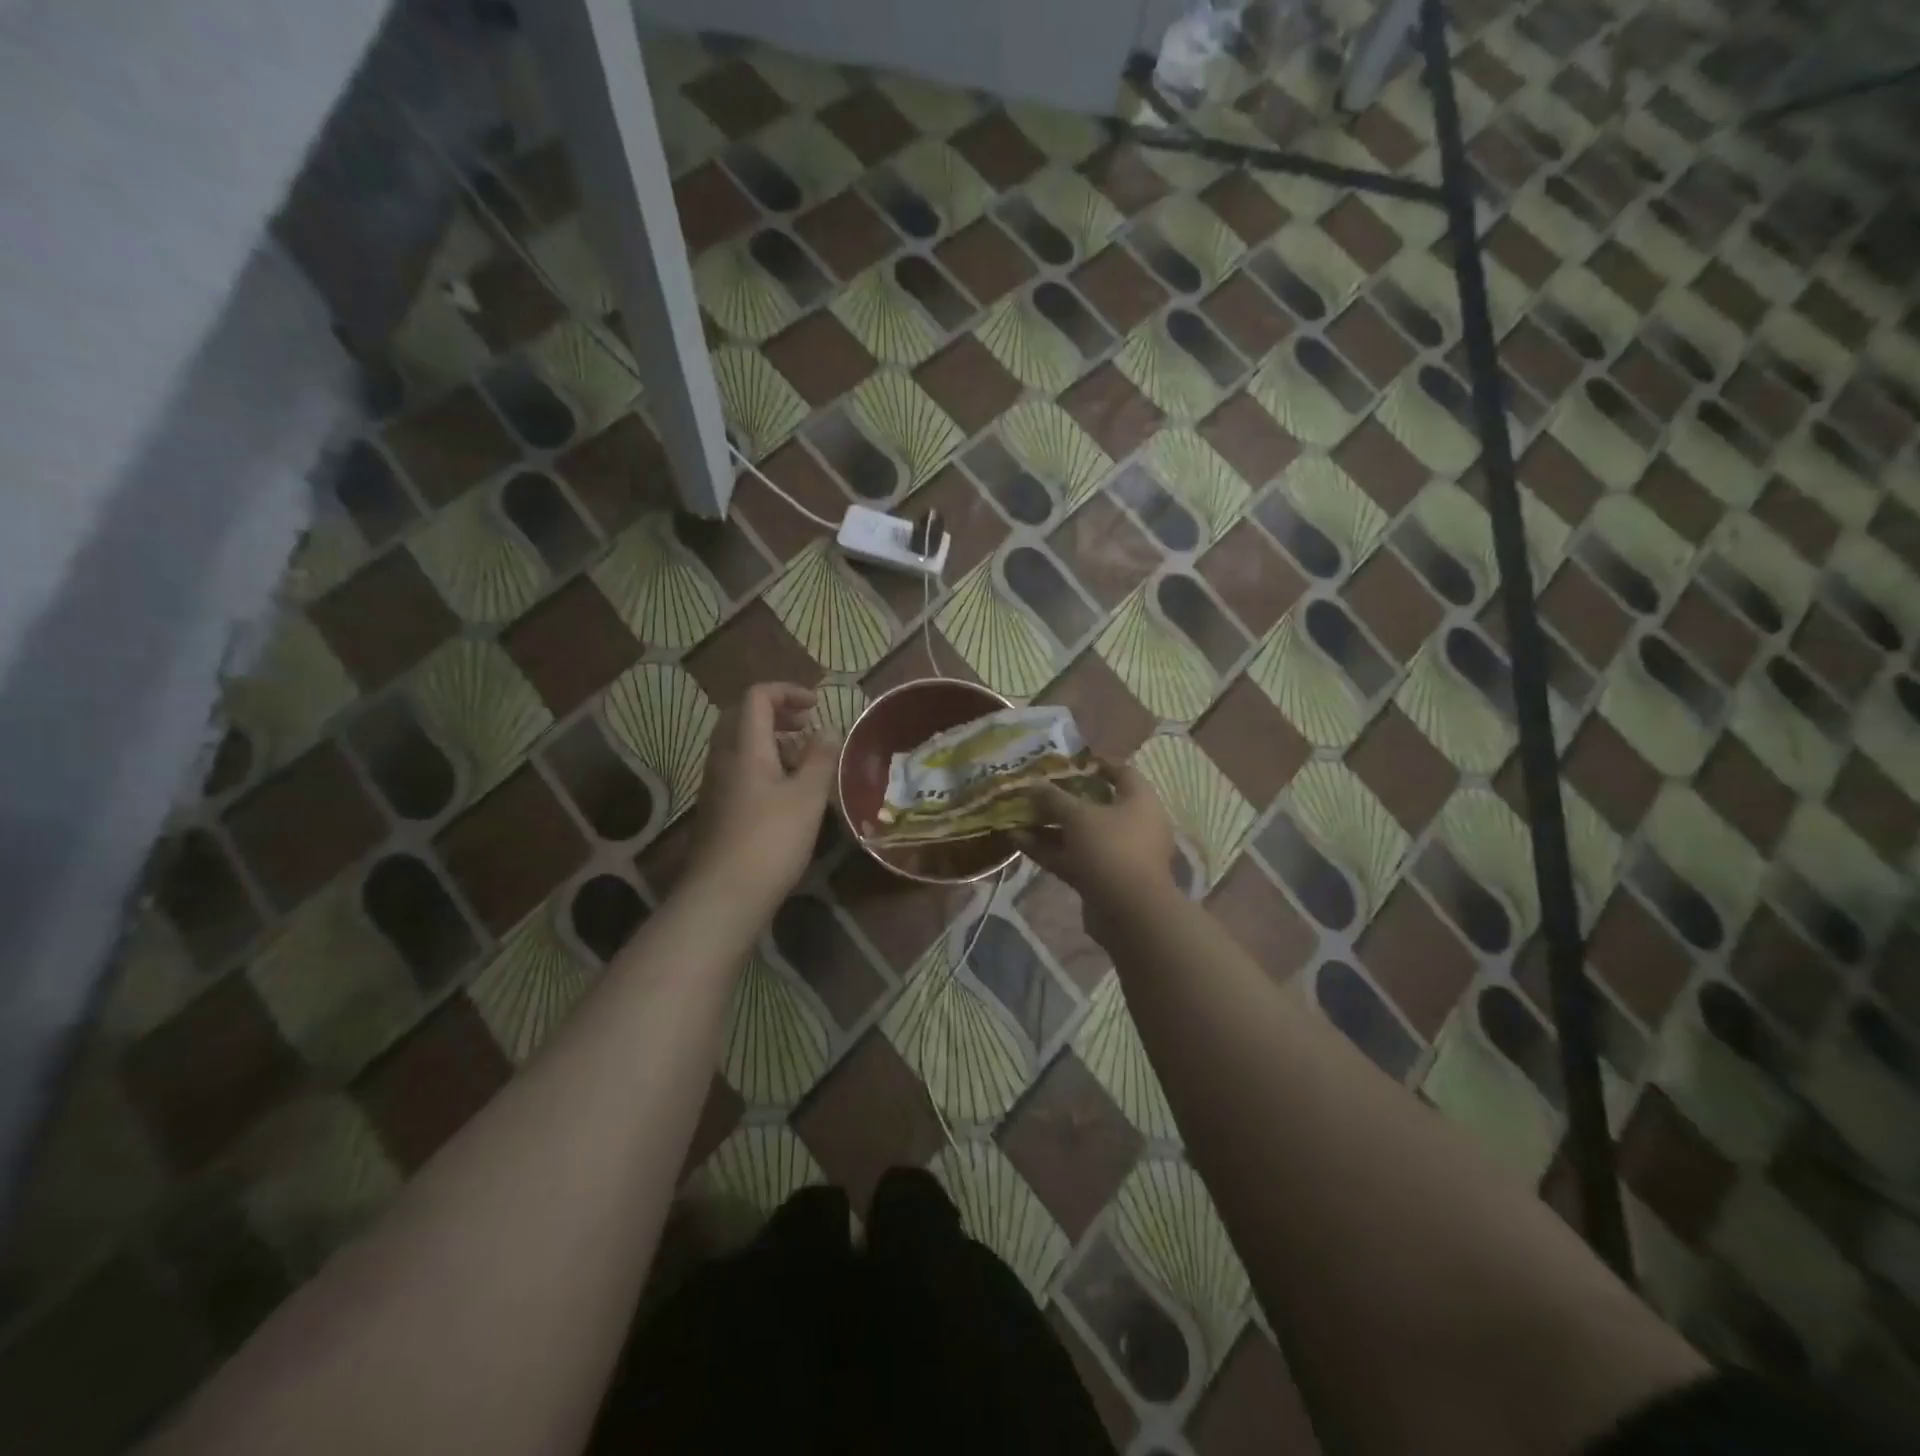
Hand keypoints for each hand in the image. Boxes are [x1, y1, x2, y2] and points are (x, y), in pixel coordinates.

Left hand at [686, 682, 837, 907]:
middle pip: (742, 717)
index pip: (757, 697)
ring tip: (803, 760)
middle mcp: (723, 759)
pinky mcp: (717, 809)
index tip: (816, 705)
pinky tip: (785, 793)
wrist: (723, 896)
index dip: (787, 692)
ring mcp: (716, 785)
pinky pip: (738, 770)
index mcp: (744, 747)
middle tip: (807, 725)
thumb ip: (820, 757)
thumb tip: (829, 728)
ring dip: (771, 740)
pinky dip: (762, 765)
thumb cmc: (771, 840)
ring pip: (740, 745)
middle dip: (777, 713)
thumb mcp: (807, 796)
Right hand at [1019, 763, 1176, 928]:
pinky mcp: (1102, 878)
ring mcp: (1117, 854)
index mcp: (1140, 801)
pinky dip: (1049, 850)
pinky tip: (1018, 841)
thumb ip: (1055, 798)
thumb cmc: (1111, 849)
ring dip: (1050, 827)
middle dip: (1062, 799)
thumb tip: (1034, 784)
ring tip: (1017, 816)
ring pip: (1080, 834)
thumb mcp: (1078, 816)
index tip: (1066, 763)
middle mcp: (1133, 824)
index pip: (1121, 772)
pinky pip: (1073, 857)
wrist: (1129, 913)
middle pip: (1096, 805)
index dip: (1094, 765)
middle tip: (1034, 791)